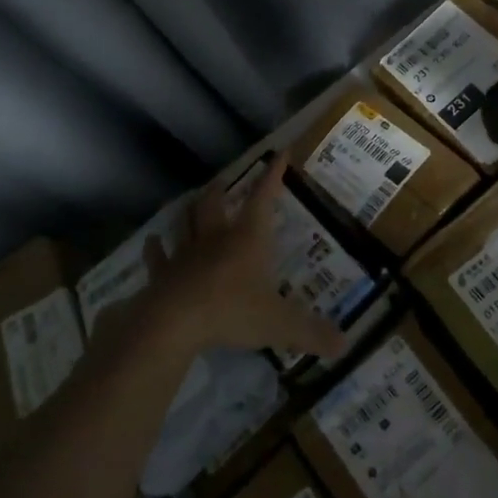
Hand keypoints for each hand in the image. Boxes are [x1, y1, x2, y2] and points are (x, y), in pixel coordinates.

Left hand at [139, 157, 345, 362]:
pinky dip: (155, 248)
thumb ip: (312, 333)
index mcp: (248, 240)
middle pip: (216, 203)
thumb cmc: (231, 312)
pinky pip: (157, 256)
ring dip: (190, 210)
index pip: (263, 198)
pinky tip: (152, 242)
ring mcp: (185, 255)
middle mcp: (216, 238)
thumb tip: (345, 344)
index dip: (273, 176)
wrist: (173, 323)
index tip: (280, 153)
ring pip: (186, 222)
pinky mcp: (162, 274)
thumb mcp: (280, 324)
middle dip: (223, 190)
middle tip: (225, 181)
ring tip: (193, 201)